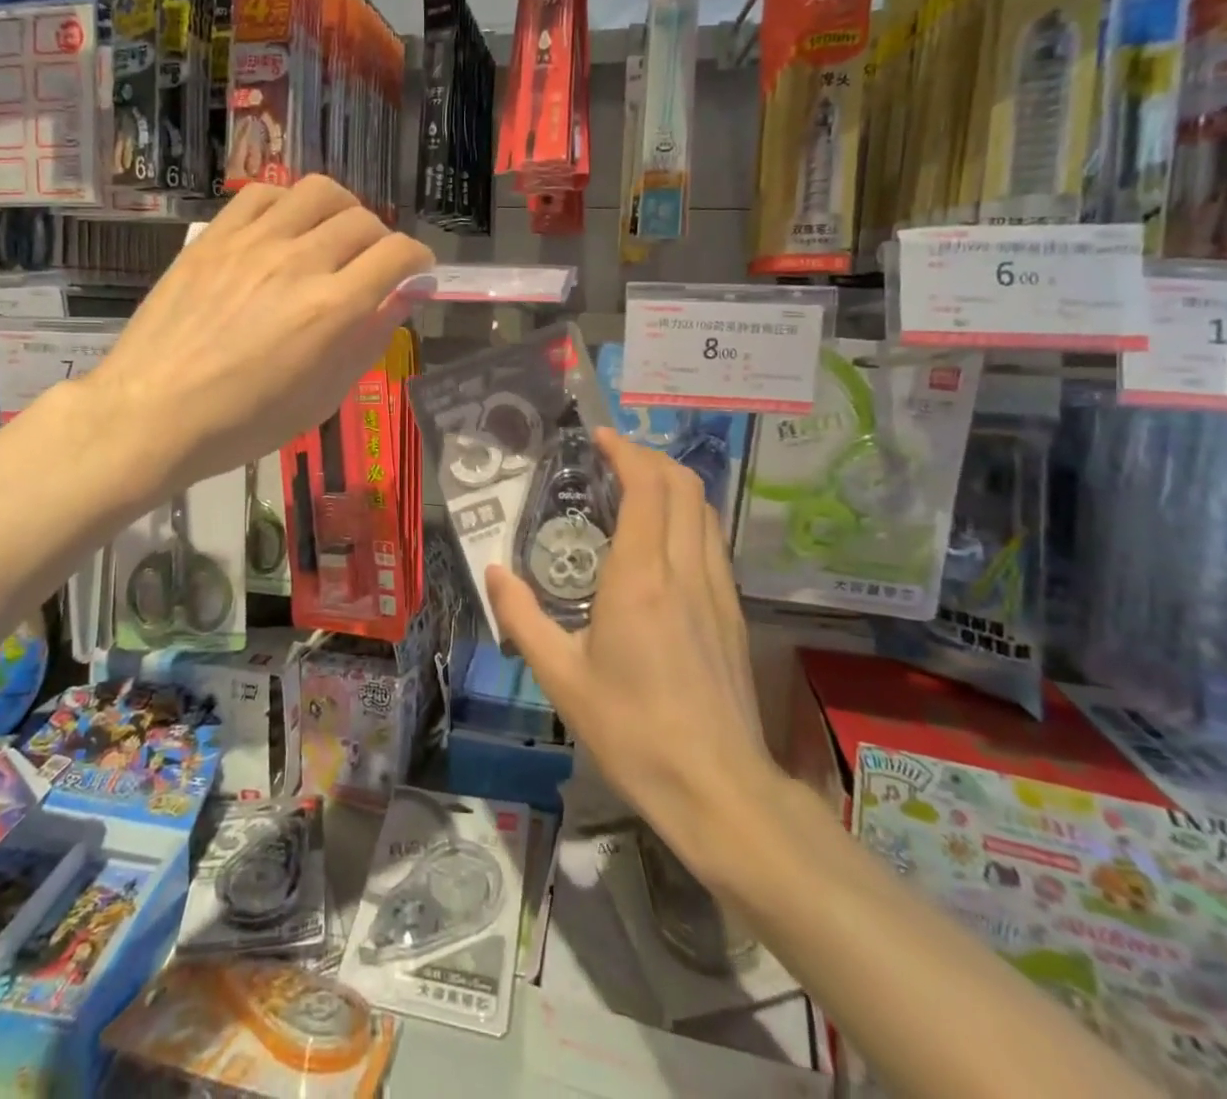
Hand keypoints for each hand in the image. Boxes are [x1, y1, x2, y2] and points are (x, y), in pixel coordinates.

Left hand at [82, 176, 432, 497]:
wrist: (152, 413)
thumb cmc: (243, 422)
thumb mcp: (322, 397)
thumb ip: (368, 341)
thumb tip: (402, 299)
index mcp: (332, 309)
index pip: (397, 255)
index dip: (418, 260)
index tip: (416, 273)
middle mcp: (299, 262)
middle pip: (364, 220)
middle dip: (383, 241)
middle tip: (373, 266)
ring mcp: (253, 242)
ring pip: (319, 192)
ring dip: (342, 209)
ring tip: (333, 235)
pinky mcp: (215, 236)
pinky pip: (263, 193)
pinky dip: (289, 203)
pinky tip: (286, 228)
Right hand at [488, 430, 778, 871]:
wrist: (717, 788)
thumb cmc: (631, 731)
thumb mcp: (561, 677)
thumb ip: (522, 617)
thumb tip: (493, 571)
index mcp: (639, 577)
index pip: (646, 487)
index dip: (625, 452)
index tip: (599, 438)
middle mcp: (685, 570)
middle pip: (683, 485)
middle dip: (649, 457)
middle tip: (612, 458)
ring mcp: (717, 589)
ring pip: (705, 509)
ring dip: (672, 484)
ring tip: (635, 489)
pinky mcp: (733, 611)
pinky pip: (713, 540)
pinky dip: (688, 515)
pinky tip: (663, 540)